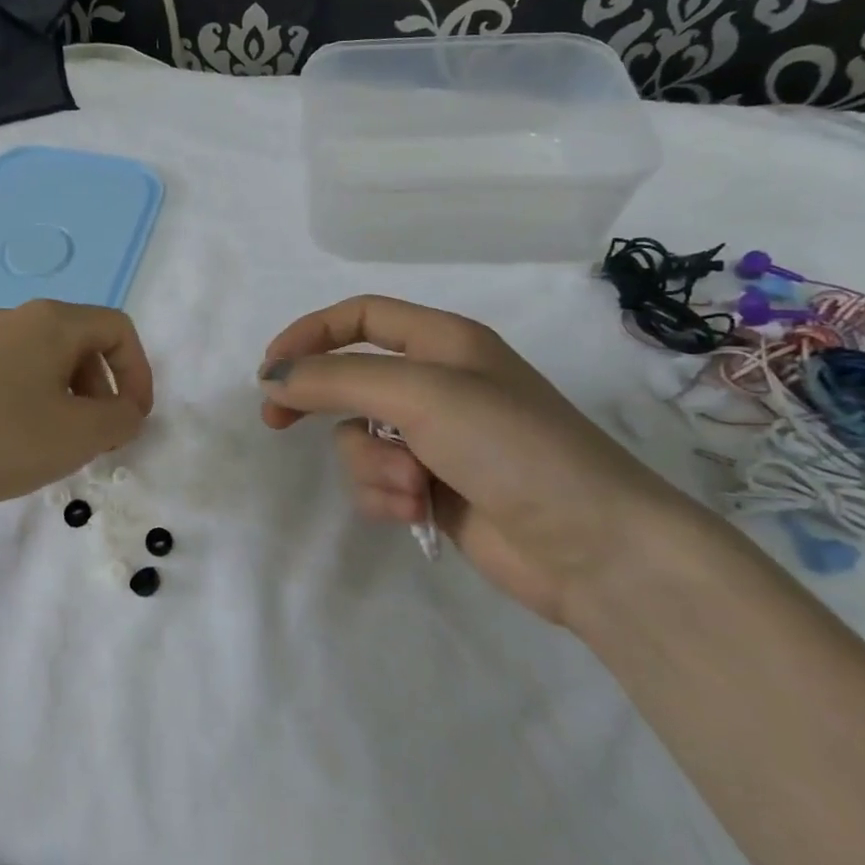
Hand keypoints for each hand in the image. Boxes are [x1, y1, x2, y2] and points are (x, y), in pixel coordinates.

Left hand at [0, 299, 152, 518]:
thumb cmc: (2, 436)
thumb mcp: (79, 434)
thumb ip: (120, 420)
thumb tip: (127, 411)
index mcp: (52, 321)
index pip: (117, 329)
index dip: (139, 372)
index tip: (134, 419)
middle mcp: (16, 318)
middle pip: (80, 342)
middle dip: (102, 389)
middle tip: (99, 437)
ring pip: (44, 360)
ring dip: (68, 398)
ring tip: (59, 445)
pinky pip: (11, 374)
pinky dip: (32, 402)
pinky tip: (16, 442)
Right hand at [259, 296, 697, 624]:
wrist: (594, 547)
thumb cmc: (511, 446)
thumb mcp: (420, 394)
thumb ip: (337, 380)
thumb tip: (272, 379)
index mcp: (443, 342)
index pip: (360, 317)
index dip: (309, 334)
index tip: (270, 369)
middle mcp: (438, 384)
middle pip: (351, 379)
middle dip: (317, 402)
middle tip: (275, 423)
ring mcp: (436, 439)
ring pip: (360, 438)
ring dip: (371, 465)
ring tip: (409, 485)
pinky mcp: (435, 488)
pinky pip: (379, 479)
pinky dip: (386, 494)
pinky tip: (415, 511)